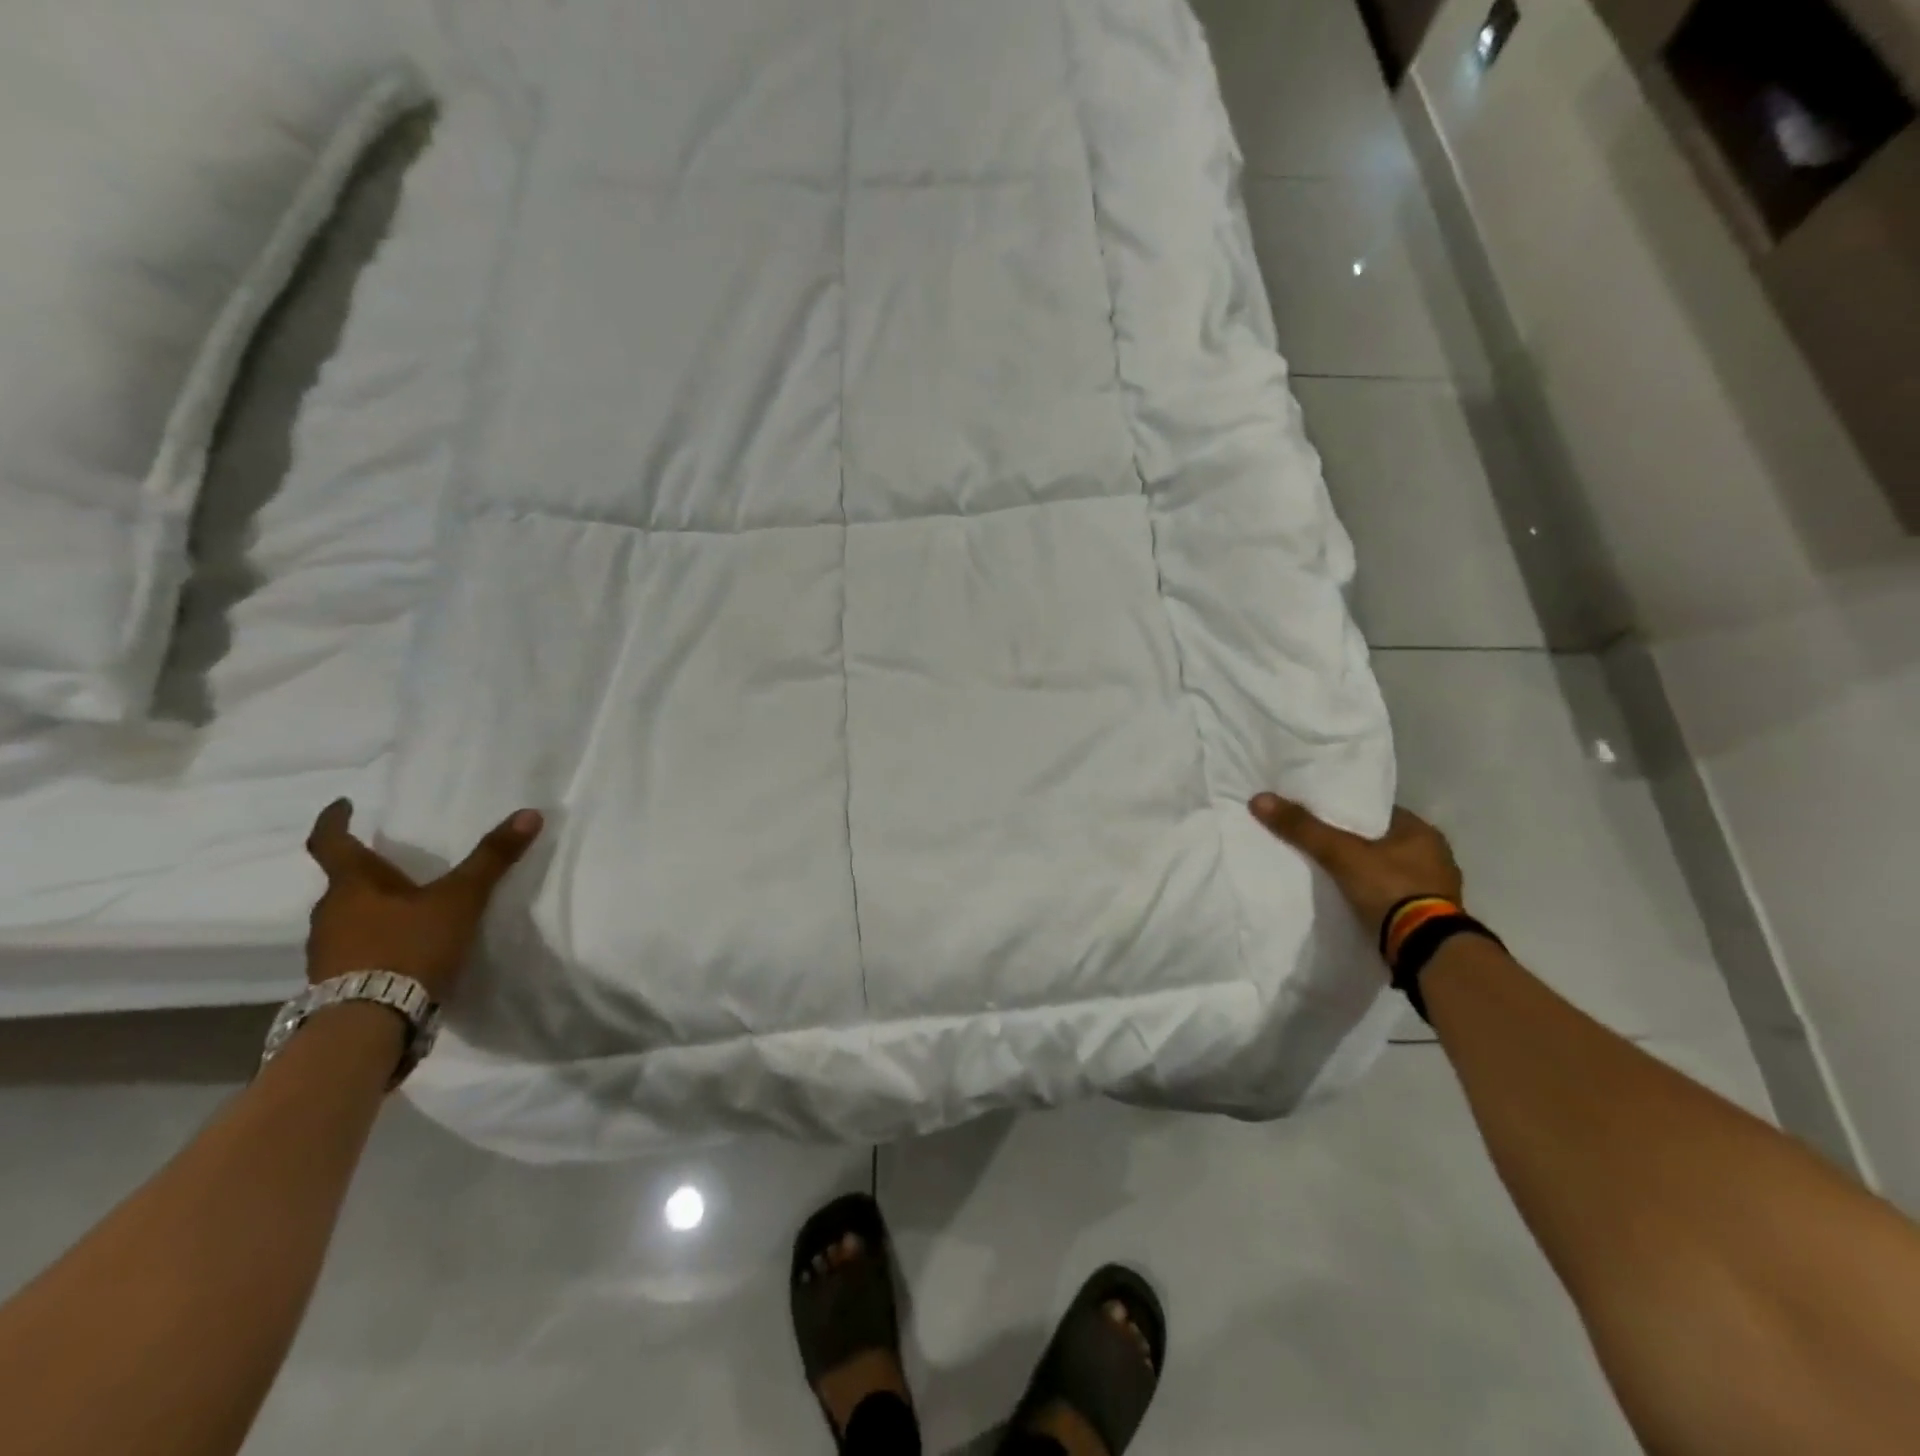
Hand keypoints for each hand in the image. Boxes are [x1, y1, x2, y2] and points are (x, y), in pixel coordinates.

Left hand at [304, 798, 543, 1000]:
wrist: (368, 1024)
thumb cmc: (409, 947)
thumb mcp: (461, 899)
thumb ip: (492, 858)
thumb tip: (529, 813)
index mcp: (352, 886)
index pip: (331, 843)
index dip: (335, 821)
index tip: (343, 806)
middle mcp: (330, 913)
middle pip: (344, 882)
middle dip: (369, 872)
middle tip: (398, 864)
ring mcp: (327, 951)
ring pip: (349, 917)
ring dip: (373, 909)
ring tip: (408, 908)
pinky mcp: (335, 982)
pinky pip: (354, 949)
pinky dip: (375, 941)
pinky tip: (404, 949)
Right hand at [1249, 793, 1463, 942]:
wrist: (1426, 950)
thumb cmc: (1390, 888)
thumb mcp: (1340, 854)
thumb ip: (1303, 828)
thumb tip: (1259, 799)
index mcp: (1422, 833)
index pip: (1379, 812)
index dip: (1349, 812)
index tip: (1322, 816)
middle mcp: (1436, 856)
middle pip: (1383, 841)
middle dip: (1356, 843)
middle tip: (1322, 844)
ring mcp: (1436, 890)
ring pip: (1390, 870)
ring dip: (1367, 872)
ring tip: (1333, 872)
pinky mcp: (1430, 917)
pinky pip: (1394, 896)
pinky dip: (1375, 896)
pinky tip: (1353, 899)